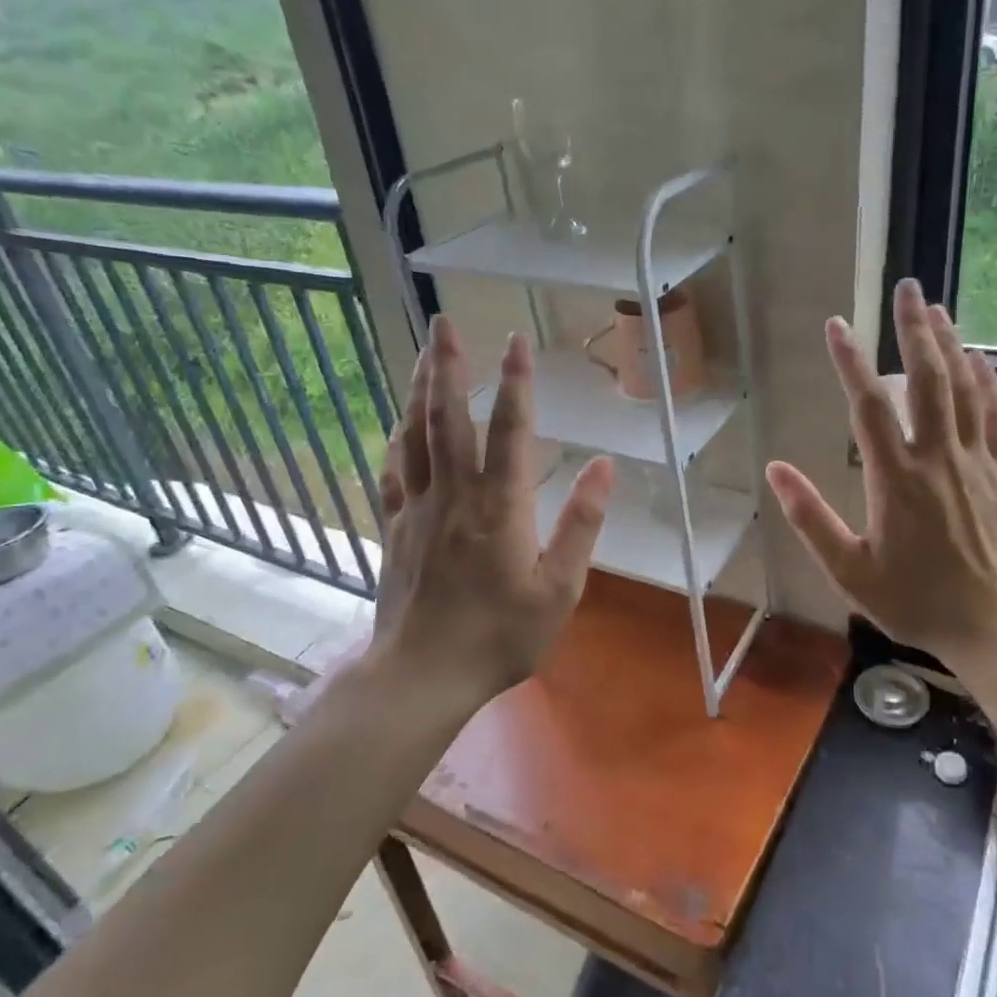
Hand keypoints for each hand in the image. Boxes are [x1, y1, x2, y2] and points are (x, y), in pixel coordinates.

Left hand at [352, 316, 613, 715]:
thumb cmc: (500, 637)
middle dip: (447, 365)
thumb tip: (604, 466)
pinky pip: (392, 471)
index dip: (517, 381)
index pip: (510, 430)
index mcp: (499, 507)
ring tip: (424, 352)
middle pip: (448, 417)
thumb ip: (582, 524)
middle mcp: (454, 495)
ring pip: (415, 435)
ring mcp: (417, 508)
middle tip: (445, 322)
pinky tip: (398, 422)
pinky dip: (396, 439)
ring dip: (419, 389)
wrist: (422, 675)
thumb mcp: (559, 589)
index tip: (517, 339)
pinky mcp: (394, 527)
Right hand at [765, 279, 996, 674]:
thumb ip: (811, 518)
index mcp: (896, 479)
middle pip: (928, 379)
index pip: (870, 405)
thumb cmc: (917, 602)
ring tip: (937, 308)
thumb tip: (775, 469)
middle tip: (907, 287)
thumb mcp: (850, 571)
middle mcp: (939, 457)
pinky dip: (986, 381)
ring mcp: (978, 462)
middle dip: (914, 329)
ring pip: (965, 388)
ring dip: (951, 343)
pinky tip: (978, 360)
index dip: (851, 360)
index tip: (837, 324)